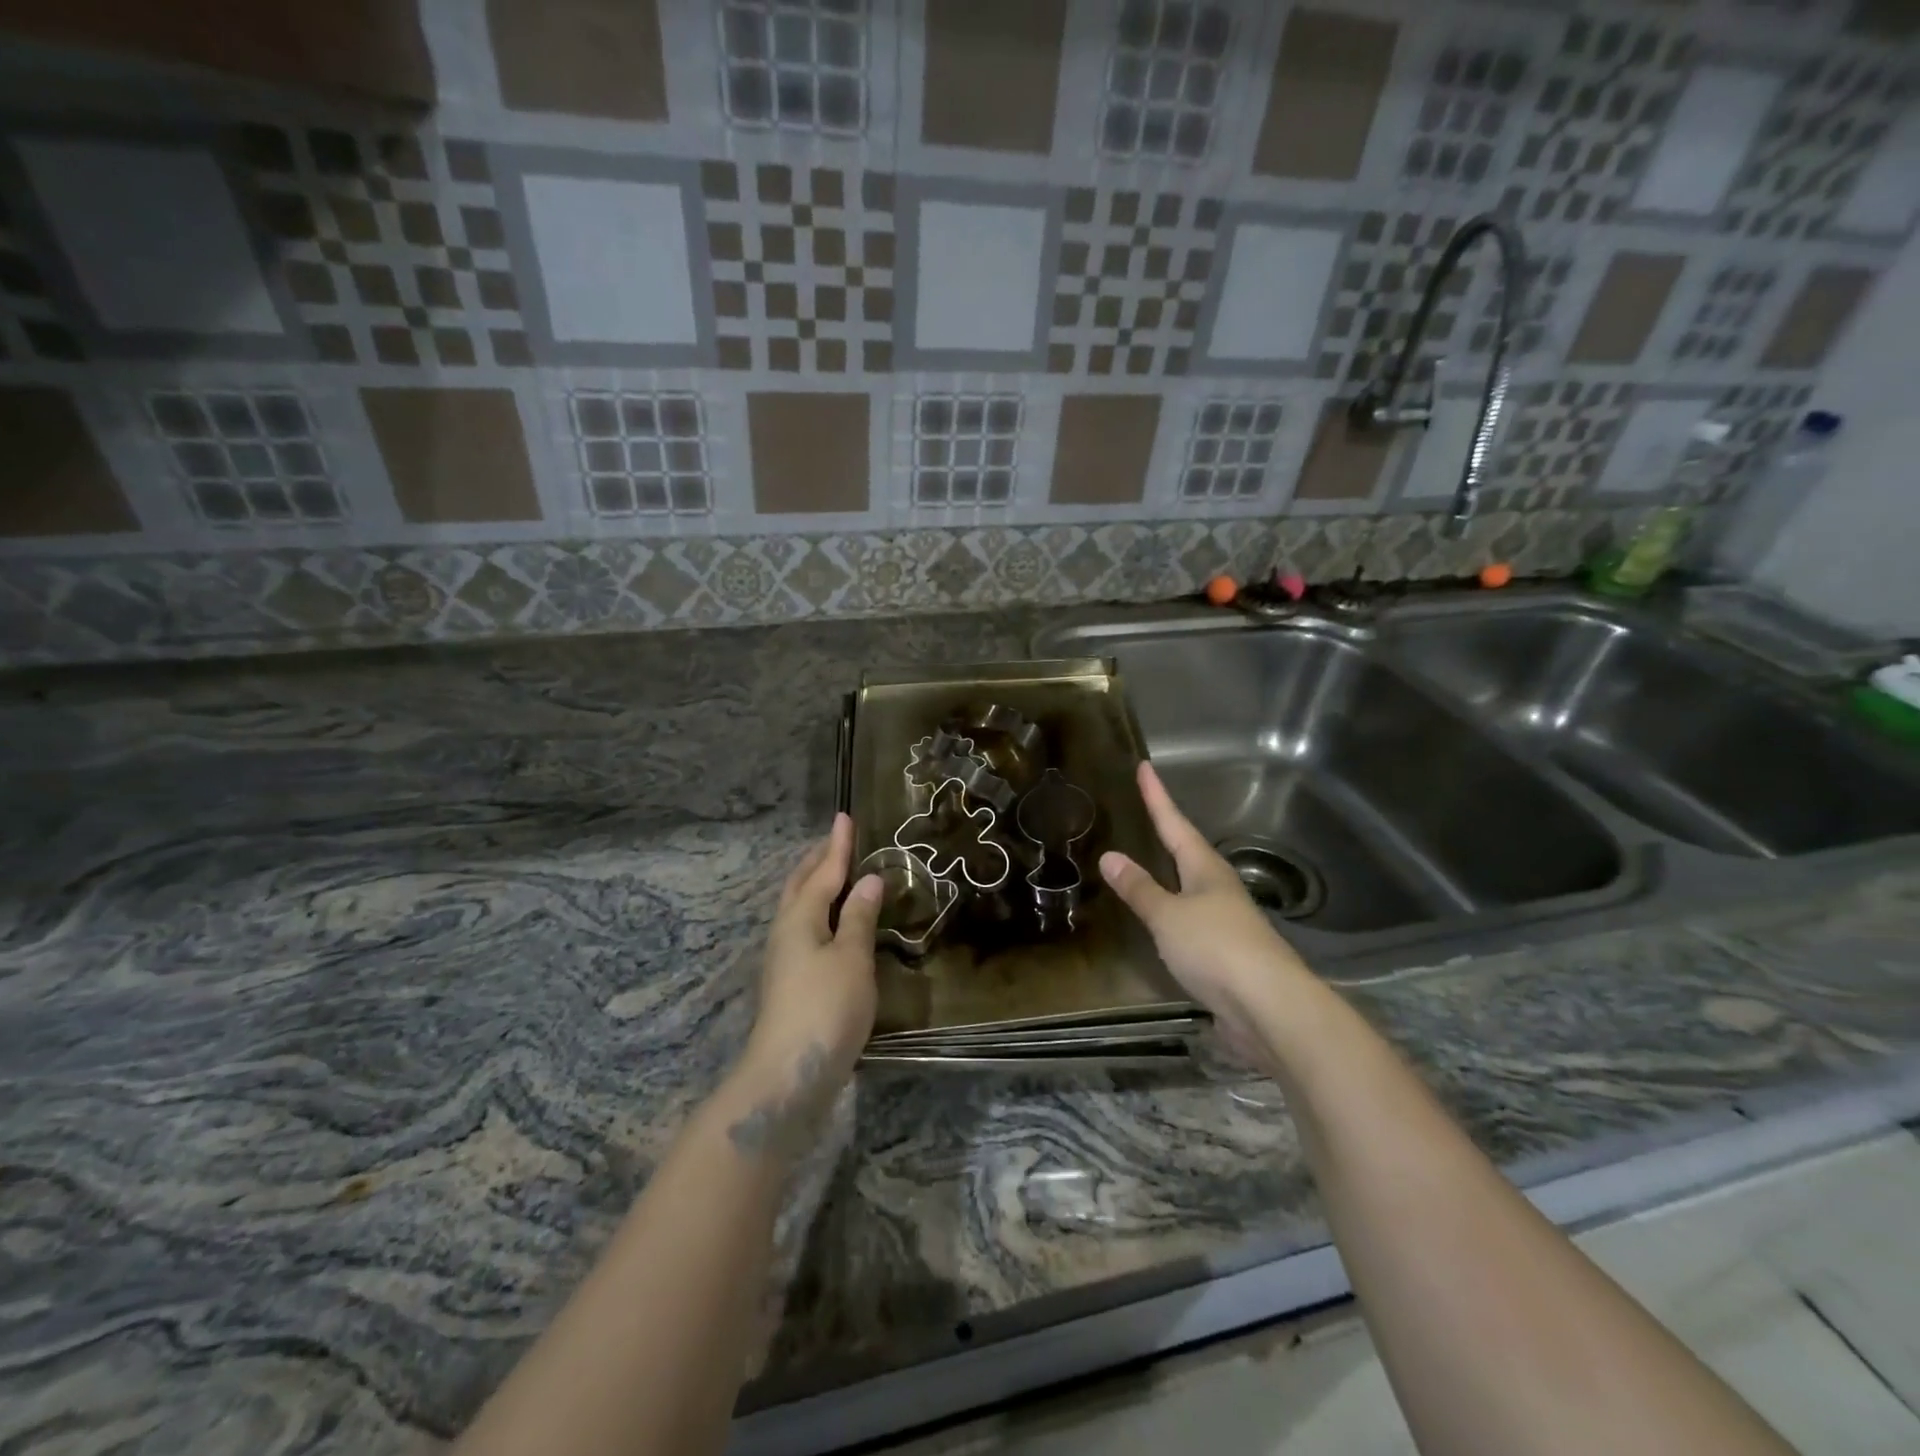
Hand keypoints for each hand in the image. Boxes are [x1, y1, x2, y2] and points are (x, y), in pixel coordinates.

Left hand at [739, 814, 882, 1107]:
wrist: (788, 1074)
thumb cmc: (824, 1008)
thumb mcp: (851, 958)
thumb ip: (859, 918)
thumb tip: (868, 880)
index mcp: (801, 918)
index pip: (823, 872)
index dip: (837, 846)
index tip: (844, 817)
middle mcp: (787, 932)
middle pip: (801, 886)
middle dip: (818, 861)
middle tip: (835, 840)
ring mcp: (785, 959)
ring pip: (799, 908)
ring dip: (815, 885)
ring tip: (833, 873)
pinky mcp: (790, 983)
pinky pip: (805, 929)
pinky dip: (820, 912)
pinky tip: (832, 924)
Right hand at [1100, 763, 1314, 1056]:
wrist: (1269, 1007)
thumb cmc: (1216, 948)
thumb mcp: (1168, 916)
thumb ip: (1140, 888)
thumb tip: (1110, 855)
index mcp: (1206, 869)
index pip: (1175, 823)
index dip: (1157, 797)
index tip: (1145, 767)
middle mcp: (1219, 888)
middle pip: (1188, 851)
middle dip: (1167, 831)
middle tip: (1145, 811)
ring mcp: (1225, 921)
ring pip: (1191, 886)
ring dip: (1169, 873)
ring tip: (1148, 861)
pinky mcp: (1225, 954)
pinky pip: (1190, 920)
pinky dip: (1171, 911)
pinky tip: (1161, 920)